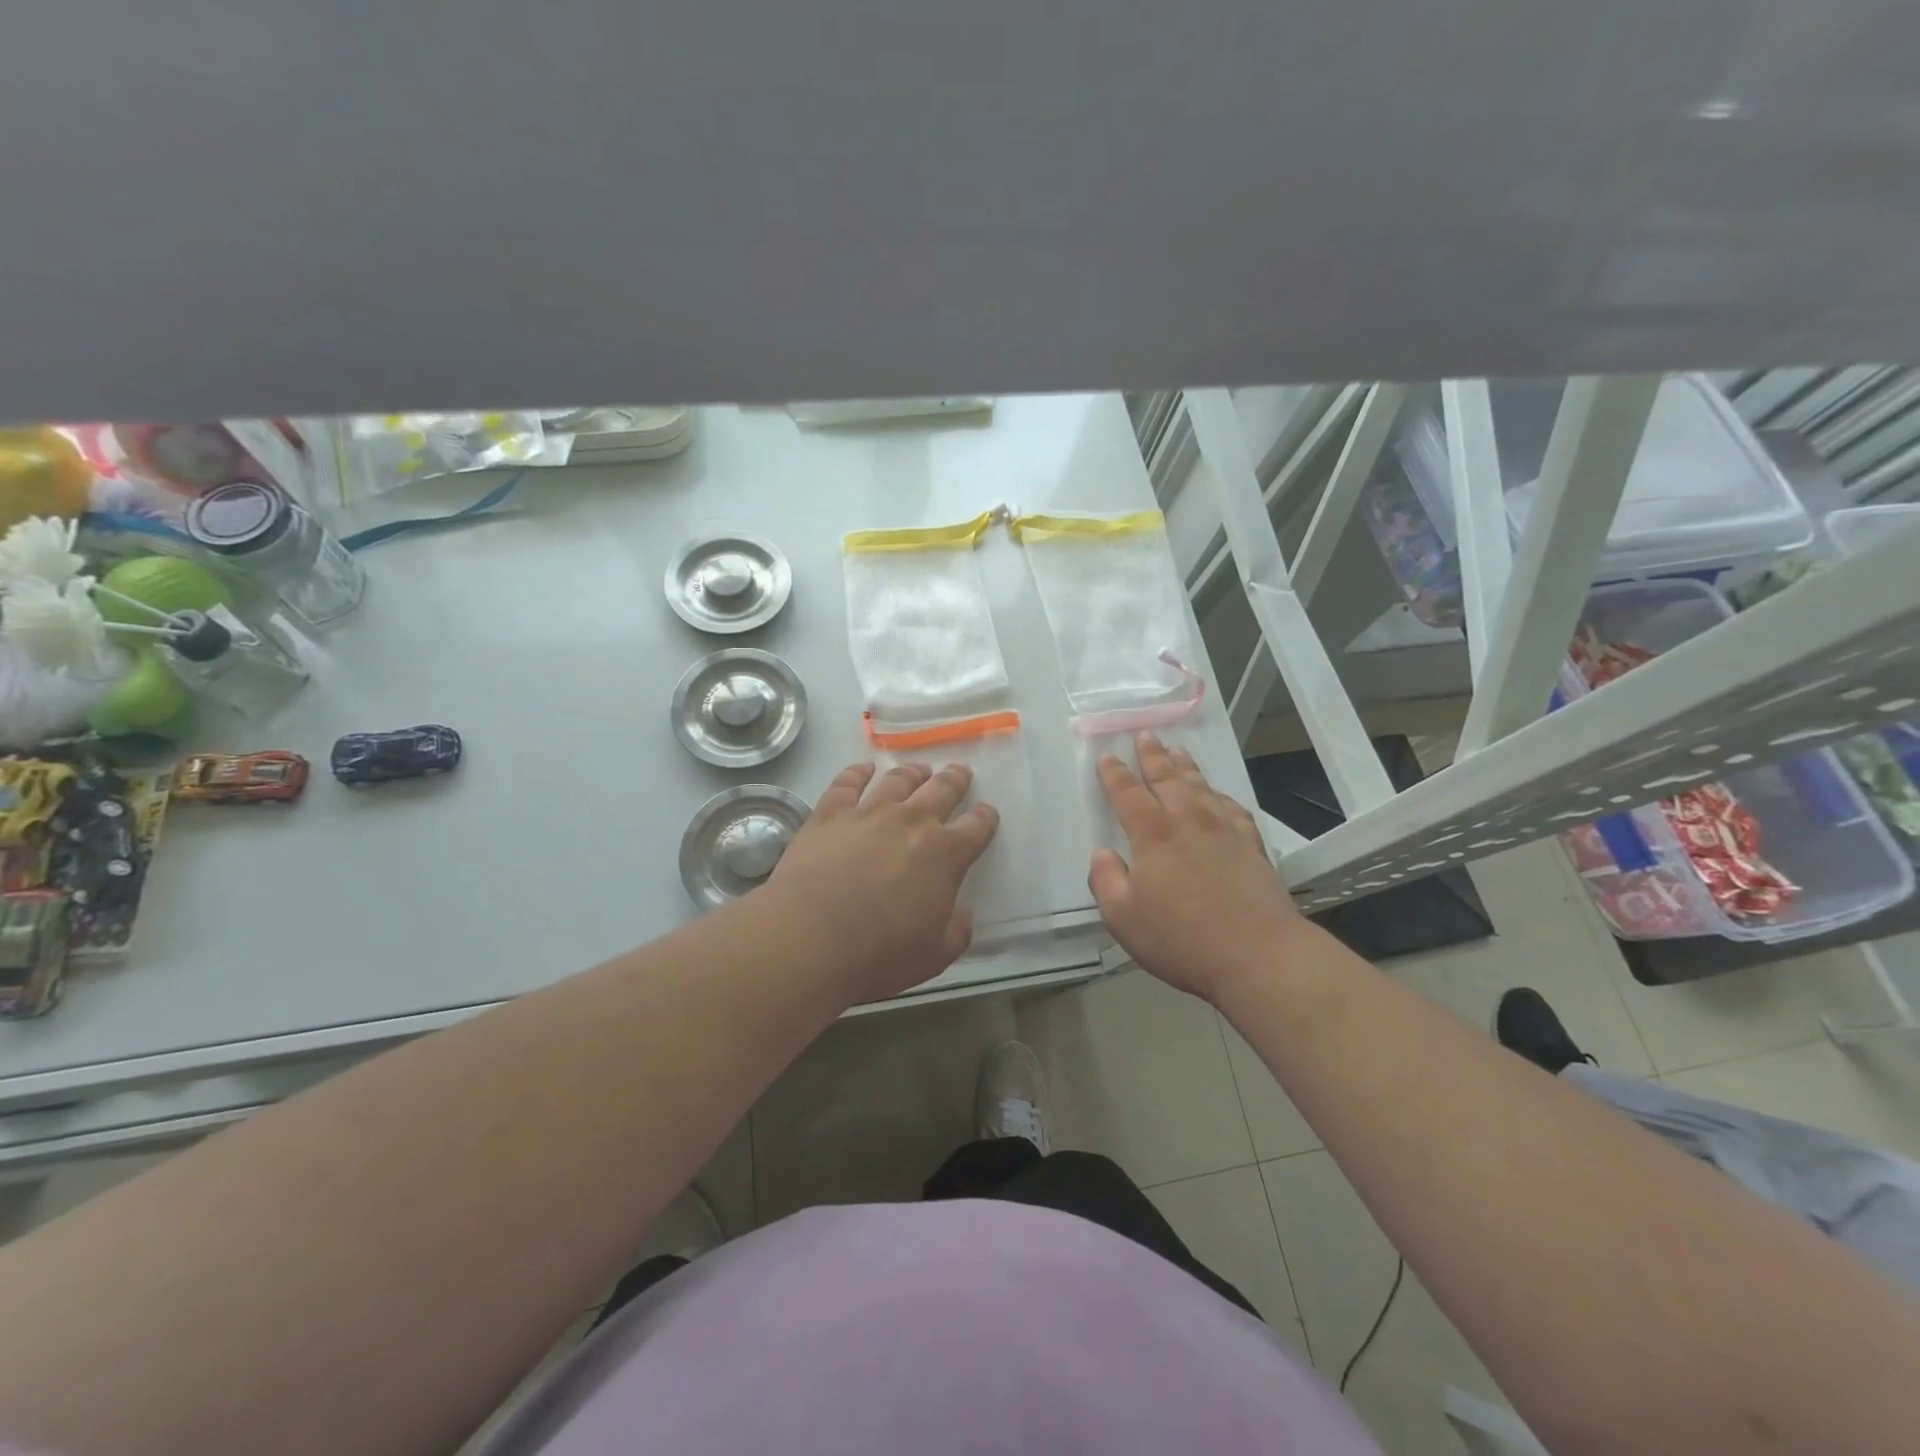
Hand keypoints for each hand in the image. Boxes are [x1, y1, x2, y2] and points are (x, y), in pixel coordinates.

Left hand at [764, 761, 998, 1001]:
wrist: (811, 938)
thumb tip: (962, 913)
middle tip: (960, 772)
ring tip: (919, 769)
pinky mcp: (830, 813)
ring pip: (898, 781)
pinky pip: (847, 782)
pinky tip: (864, 768)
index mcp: (945, 854)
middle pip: (941, 790)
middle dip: (955, 780)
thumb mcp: (935, 955)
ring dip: (913, 773)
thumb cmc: (879, 954)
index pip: (976, 827)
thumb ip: (956, 930)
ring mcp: (869, 812)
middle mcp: (912, 821)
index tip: (988, 814)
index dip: (985, 819)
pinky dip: (858, 771)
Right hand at [1089, 733, 1304, 1004]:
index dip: (1114, 774)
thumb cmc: (1181, 938)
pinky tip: (1220, 798)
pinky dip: (1222, 798)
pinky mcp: (1252, 847)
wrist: (1259, 955)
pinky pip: (1234, 810)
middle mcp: (1189, 822)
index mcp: (1154, 835)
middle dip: (1153, 756)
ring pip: (1201, 788)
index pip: (1128, 794)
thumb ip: (1105, 881)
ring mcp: (1225, 831)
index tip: (1107, 756)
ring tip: (1178, 751)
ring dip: (1186, 767)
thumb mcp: (1123, 917)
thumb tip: (1102, 854)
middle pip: (1168, 779)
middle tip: (1145, 735)